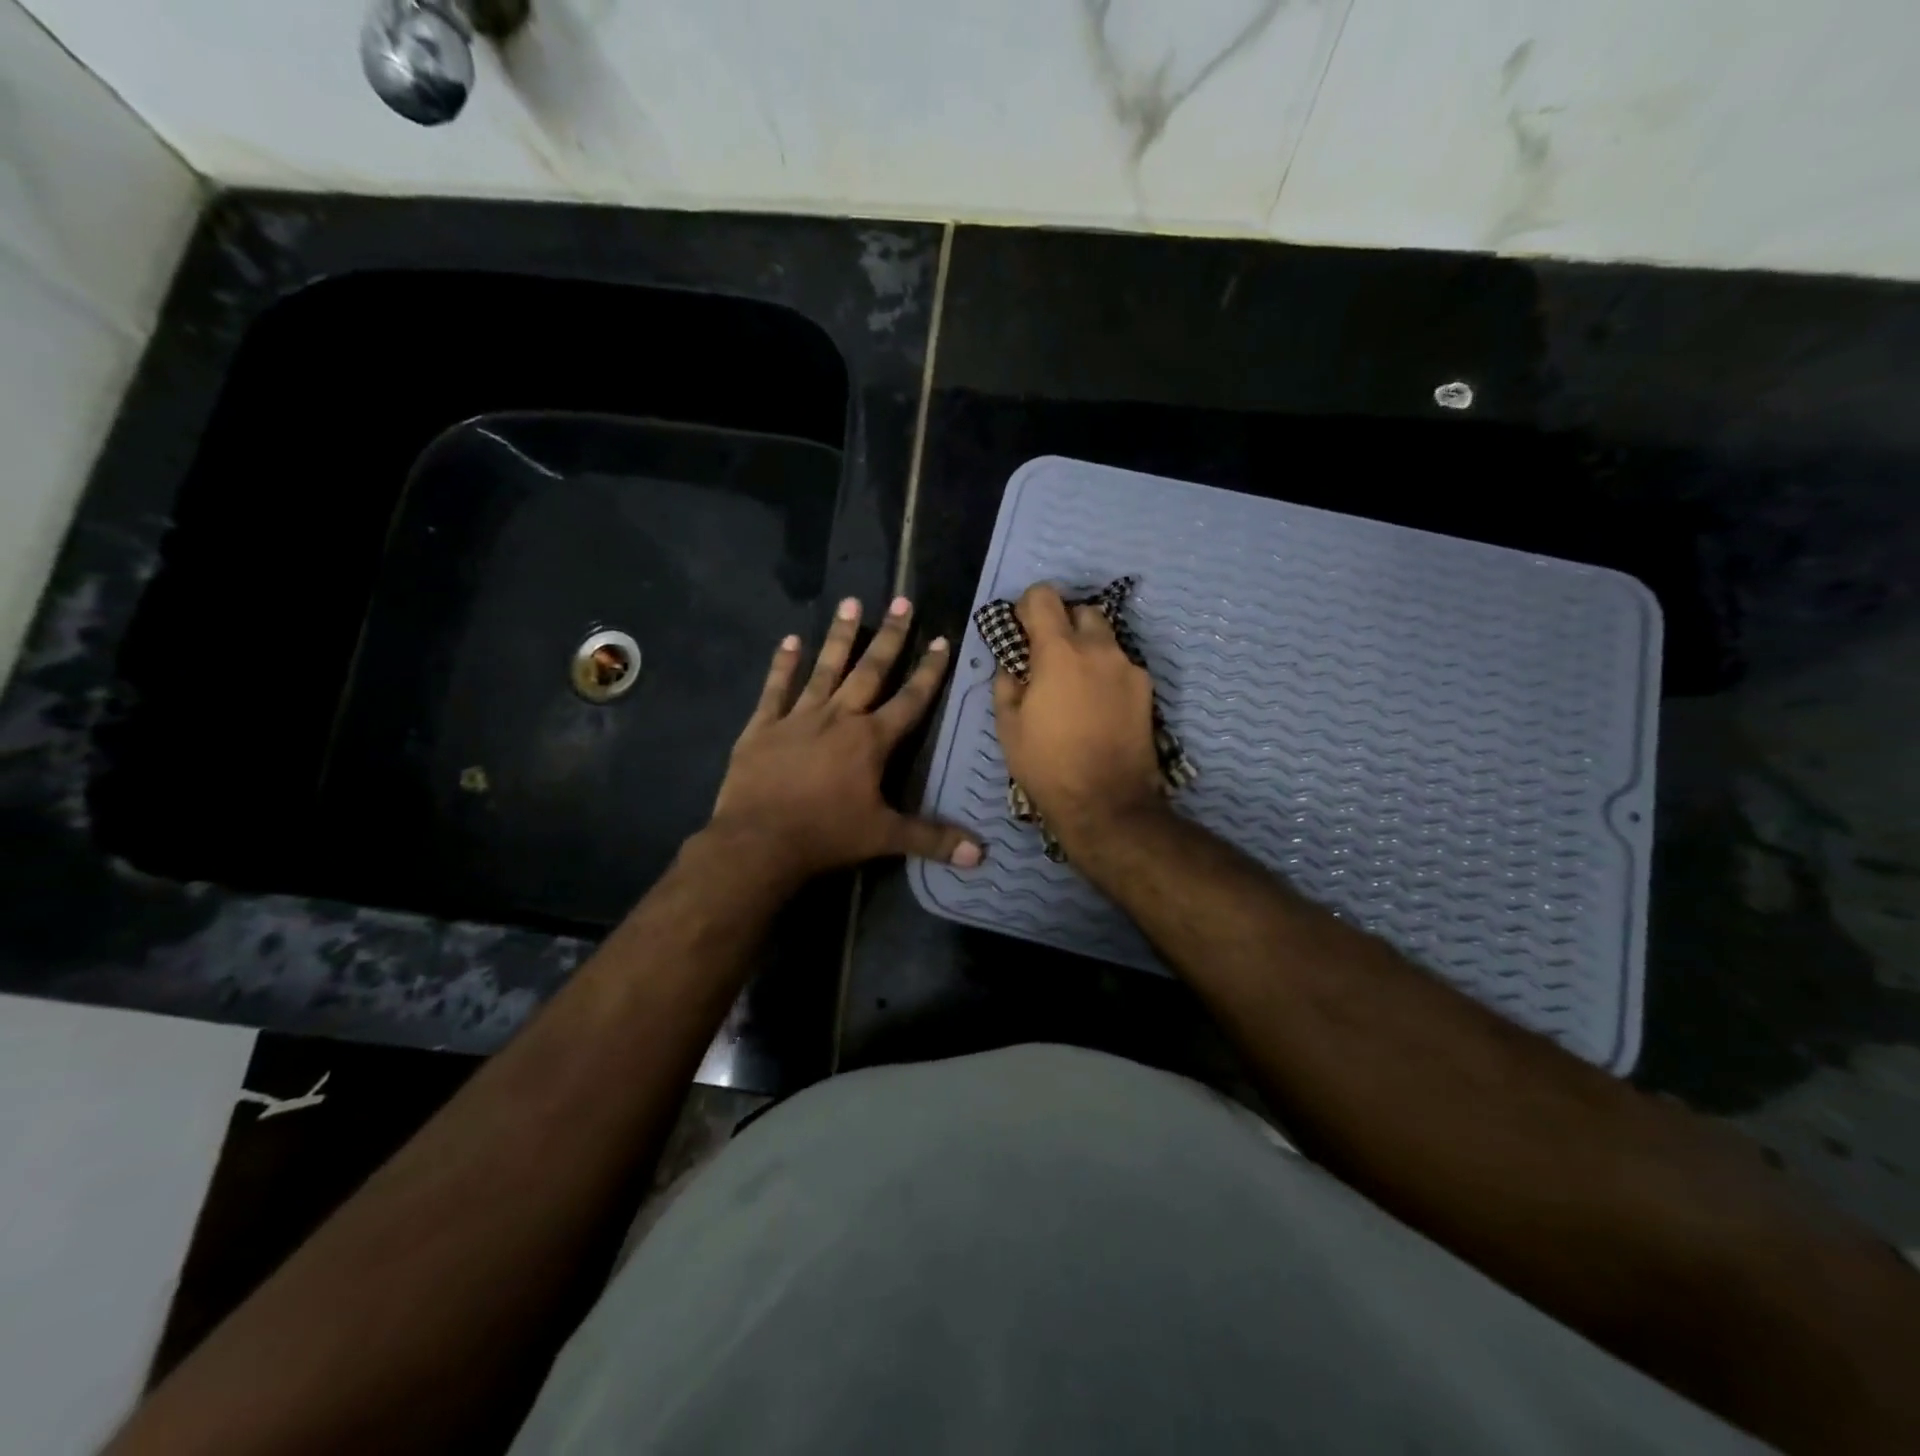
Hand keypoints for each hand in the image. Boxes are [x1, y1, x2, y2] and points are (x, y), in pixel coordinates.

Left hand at [708, 595, 982, 882]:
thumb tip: (981, 855)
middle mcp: (838, 717)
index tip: (941, 639)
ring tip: (849, 602)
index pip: (910, 699)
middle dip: (889, 636)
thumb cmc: (826, 836)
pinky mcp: (763, 727)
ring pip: (824, 669)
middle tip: (901, 600)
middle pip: (870, 671)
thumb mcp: (885, 838)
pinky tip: (790, 639)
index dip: (929, 671)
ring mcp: (798, 717)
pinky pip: (775, 689)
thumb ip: (933, 839)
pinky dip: (782, 664)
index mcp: (871, 740)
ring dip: (839, 637)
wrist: (758, 841)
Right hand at [992, 583, 1166, 845]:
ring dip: (1087, 648)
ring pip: (1106, 638)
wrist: (1107, 803)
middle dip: (1063, 623)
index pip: (1044, 597)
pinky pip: (1121, 666)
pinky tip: (1096, 704)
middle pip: (1082, 610)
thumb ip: (1006, 684)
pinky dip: (1105, 672)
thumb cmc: (1047, 764)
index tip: (1020, 629)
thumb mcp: (1008, 726)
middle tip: (1048, 656)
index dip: (1028, 606)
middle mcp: (1099, 649)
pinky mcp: (1147, 689)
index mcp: (1059, 652)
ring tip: (1074, 683)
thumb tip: (1012, 665)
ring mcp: (1128, 668)